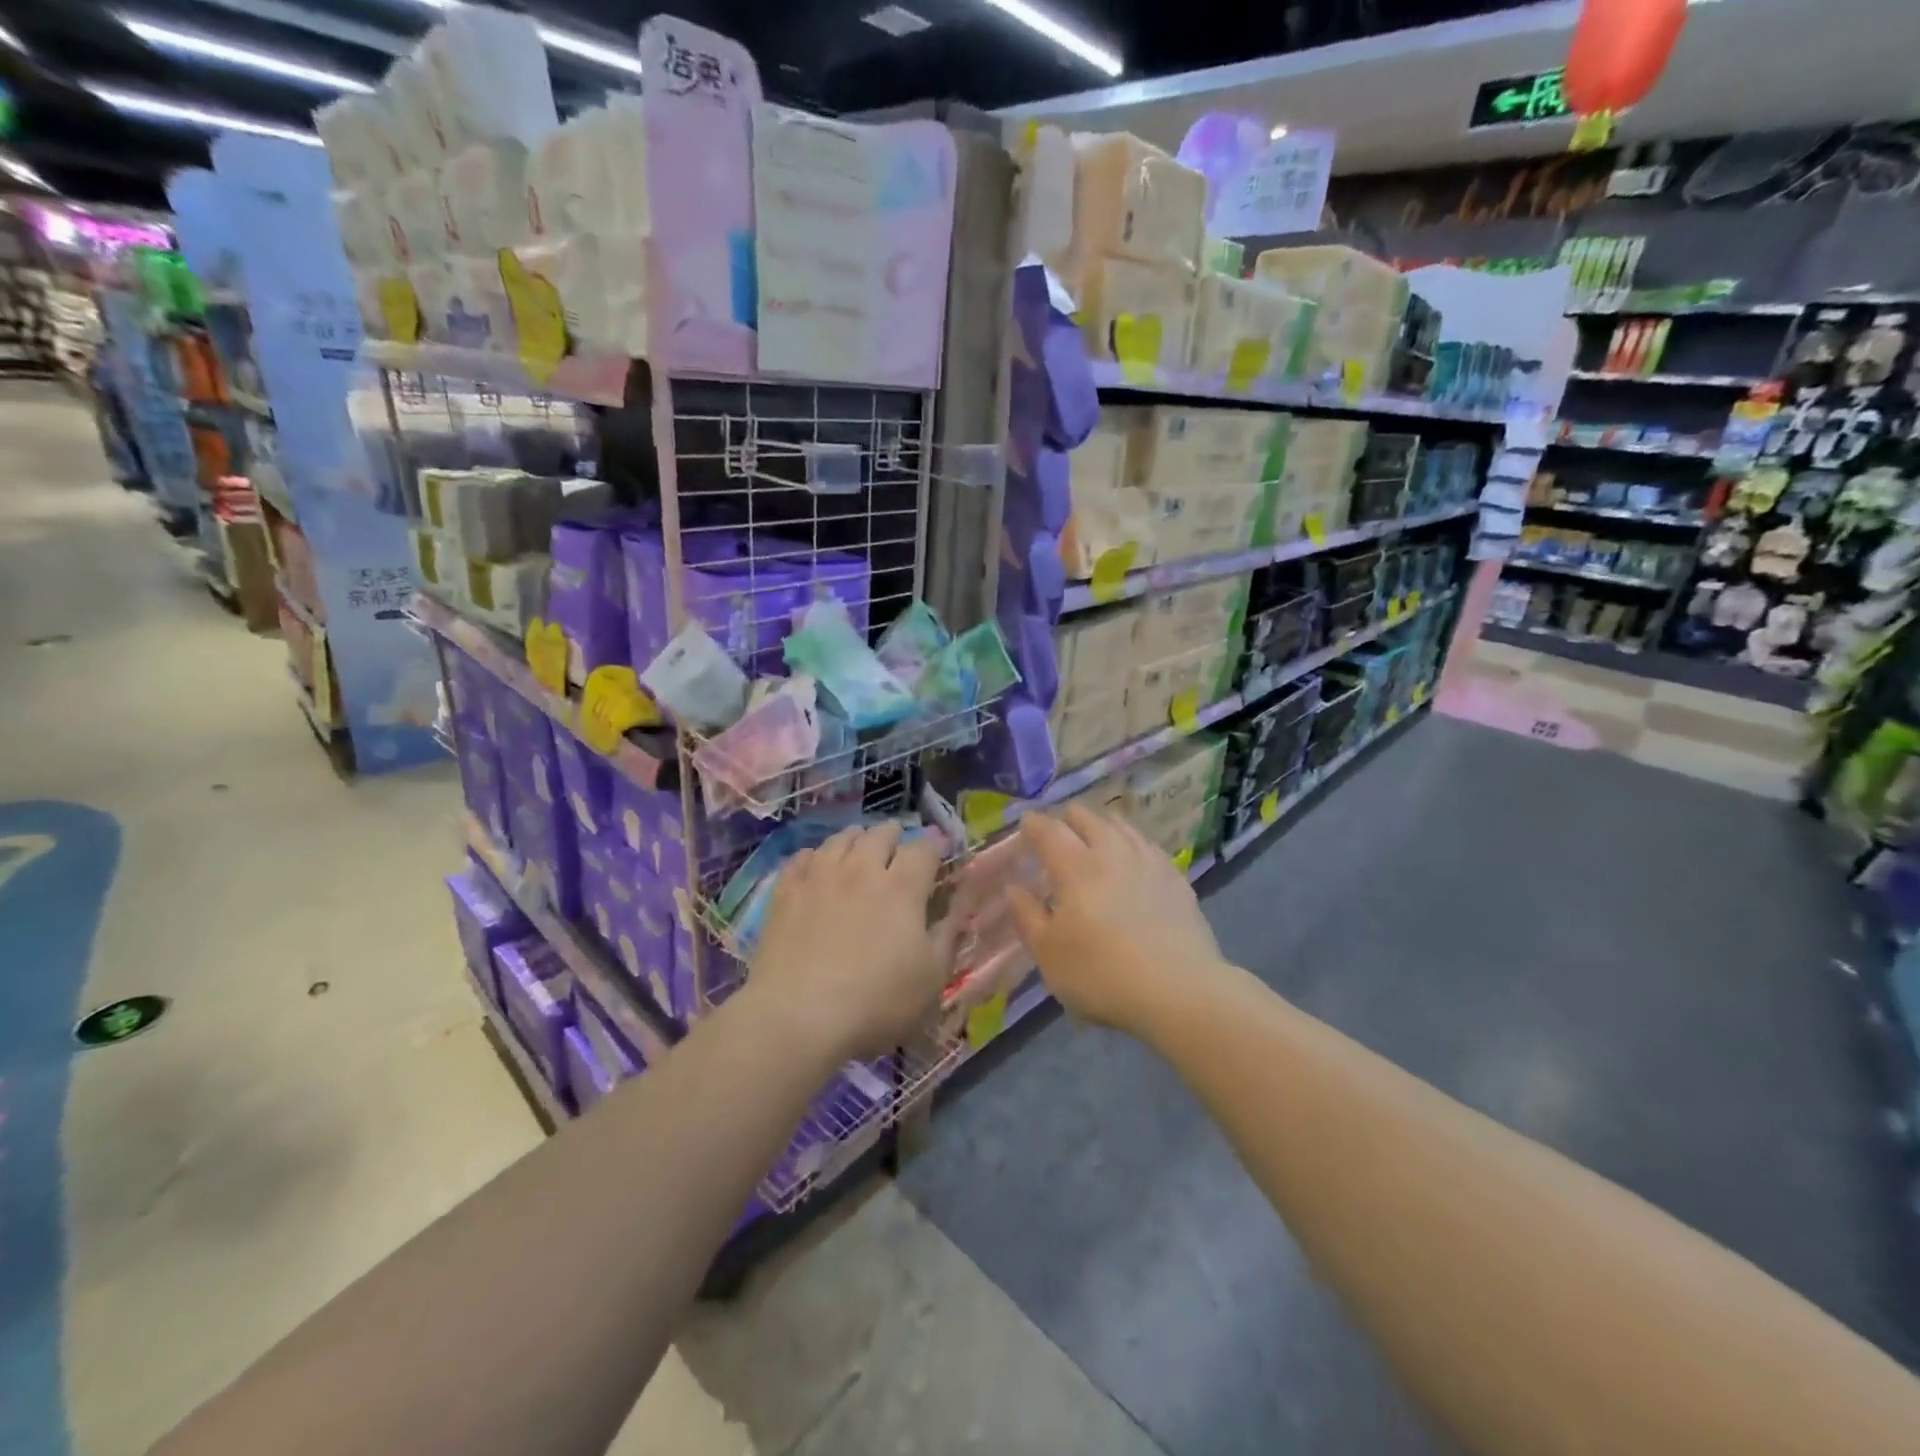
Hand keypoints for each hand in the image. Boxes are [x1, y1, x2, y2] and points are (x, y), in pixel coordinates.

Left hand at [748, 823, 955, 1061]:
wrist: (797, 1017)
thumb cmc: (876, 1002)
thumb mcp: (931, 977)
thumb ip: (948, 932)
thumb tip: (962, 901)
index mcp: (902, 888)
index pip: (924, 849)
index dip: (935, 846)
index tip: (940, 852)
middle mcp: (861, 870)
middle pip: (880, 834)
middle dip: (895, 837)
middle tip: (898, 850)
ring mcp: (819, 877)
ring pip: (840, 839)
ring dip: (856, 839)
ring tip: (859, 849)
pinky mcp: (785, 892)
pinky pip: (801, 857)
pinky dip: (815, 856)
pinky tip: (815, 866)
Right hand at [1007, 807, 1224, 1034]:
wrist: (1179, 991)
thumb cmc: (1101, 974)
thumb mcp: (1048, 953)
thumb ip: (1028, 915)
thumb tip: (1014, 887)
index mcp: (1076, 868)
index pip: (1050, 831)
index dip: (1035, 824)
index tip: (1026, 822)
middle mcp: (1112, 854)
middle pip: (1090, 820)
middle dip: (1071, 818)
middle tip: (1062, 825)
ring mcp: (1149, 863)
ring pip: (1123, 828)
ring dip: (1105, 824)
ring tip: (1099, 831)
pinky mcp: (1177, 880)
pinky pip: (1150, 847)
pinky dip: (1134, 844)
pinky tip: (1137, 857)